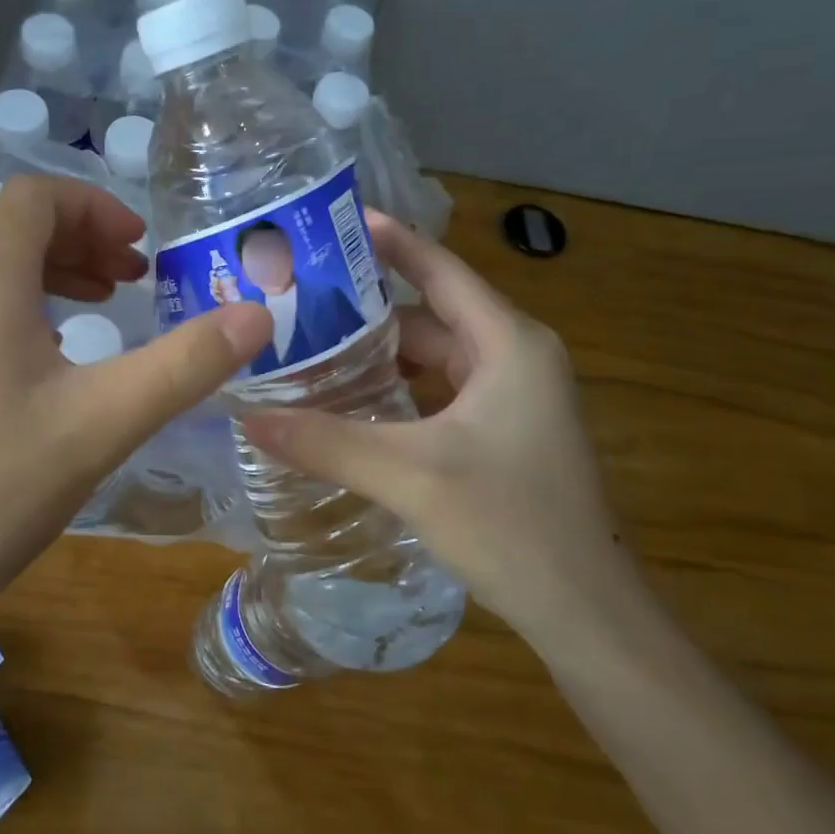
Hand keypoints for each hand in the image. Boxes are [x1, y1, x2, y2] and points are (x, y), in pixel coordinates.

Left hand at [0, 177, 271, 621]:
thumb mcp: (102, 424)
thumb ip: (184, 365)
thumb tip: (257, 315)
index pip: (36, 197)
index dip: (96, 208)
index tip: (141, 250)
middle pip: (11, 232)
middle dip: (80, 245)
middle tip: (132, 284)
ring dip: (48, 281)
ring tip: (96, 319)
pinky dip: (13, 318)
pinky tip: (36, 380)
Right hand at [240, 213, 640, 650]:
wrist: (586, 613)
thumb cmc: (510, 526)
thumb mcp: (410, 476)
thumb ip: (326, 442)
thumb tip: (248, 418)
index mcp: (508, 345)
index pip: (439, 271)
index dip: (390, 241)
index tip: (335, 220)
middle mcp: (514, 358)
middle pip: (428, 316)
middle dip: (365, 312)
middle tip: (298, 304)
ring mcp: (512, 398)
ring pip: (432, 359)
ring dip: (377, 357)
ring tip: (309, 350)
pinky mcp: (502, 432)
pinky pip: (438, 392)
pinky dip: (395, 391)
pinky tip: (349, 404)